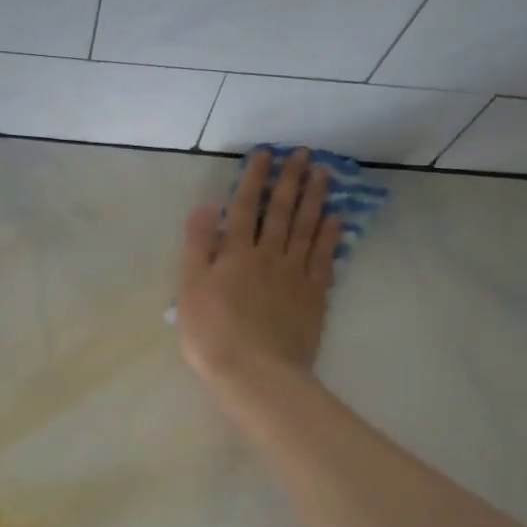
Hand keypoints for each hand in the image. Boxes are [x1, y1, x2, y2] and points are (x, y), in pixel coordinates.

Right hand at [178, 148, 337, 394]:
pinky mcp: (314, 296)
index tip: (264, 153)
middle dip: (289, 180)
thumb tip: (207, 206)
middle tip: (302, 154)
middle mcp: (269, 255)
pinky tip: (336, 219)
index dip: (253, 178)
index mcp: (235, 253)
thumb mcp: (190, 289)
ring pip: (306, 228)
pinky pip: (324, 258)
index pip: (244, 207)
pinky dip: (330, 236)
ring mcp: (295, 275)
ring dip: (314, 199)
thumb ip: (198, 246)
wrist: (255, 372)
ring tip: (323, 174)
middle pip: (280, 212)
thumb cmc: (213, 333)